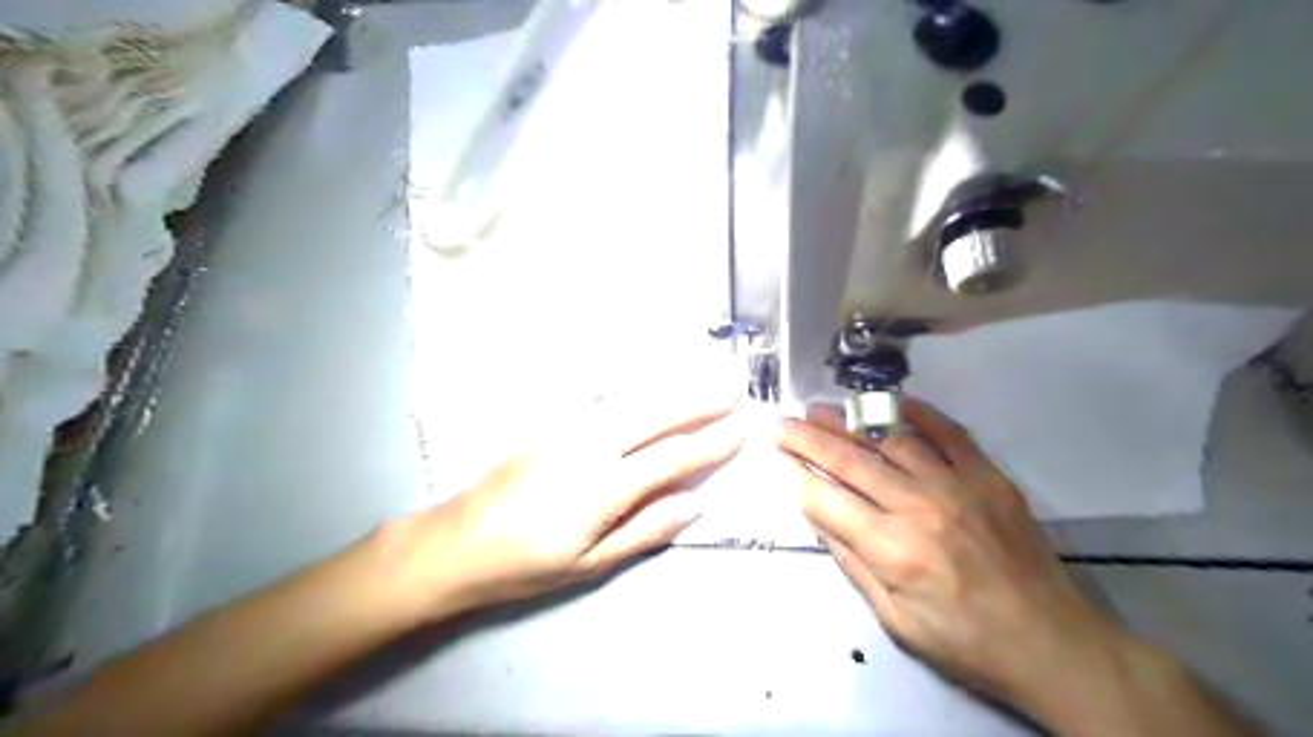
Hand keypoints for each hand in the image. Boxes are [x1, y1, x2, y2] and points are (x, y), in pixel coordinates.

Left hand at [400, 388, 741, 617]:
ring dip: (670, 382)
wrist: (457, 543)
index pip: (672, 458)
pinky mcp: (551, 423)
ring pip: (630, 396)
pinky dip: (633, 380)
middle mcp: (590, 447)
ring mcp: (567, 429)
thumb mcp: (591, 563)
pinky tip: (647, 373)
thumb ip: (646, 529)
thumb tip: (695, 504)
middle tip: (732, 386)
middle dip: (697, 399)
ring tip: (702, 370)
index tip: (740, 430)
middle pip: (655, 414)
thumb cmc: (527, 565)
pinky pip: (601, 394)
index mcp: (604, 488)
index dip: (710, 444)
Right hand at [772, 399, 1132, 703]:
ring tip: (819, 408)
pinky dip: (916, 412)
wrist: (1050, 641)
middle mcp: (918, 507)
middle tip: (783, 422)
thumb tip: (817, 512)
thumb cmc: (963, 640)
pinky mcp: (988, 476)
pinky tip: (888, 403)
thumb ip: (851, 560)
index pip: (827, 499)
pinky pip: (947, 431)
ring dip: (848, 420)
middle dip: (808, 438)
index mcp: (892, 550)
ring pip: (890, 439)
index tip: (777, 455)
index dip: (796, 474)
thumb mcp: (894, 618)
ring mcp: (957, 485)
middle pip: (850, 460)